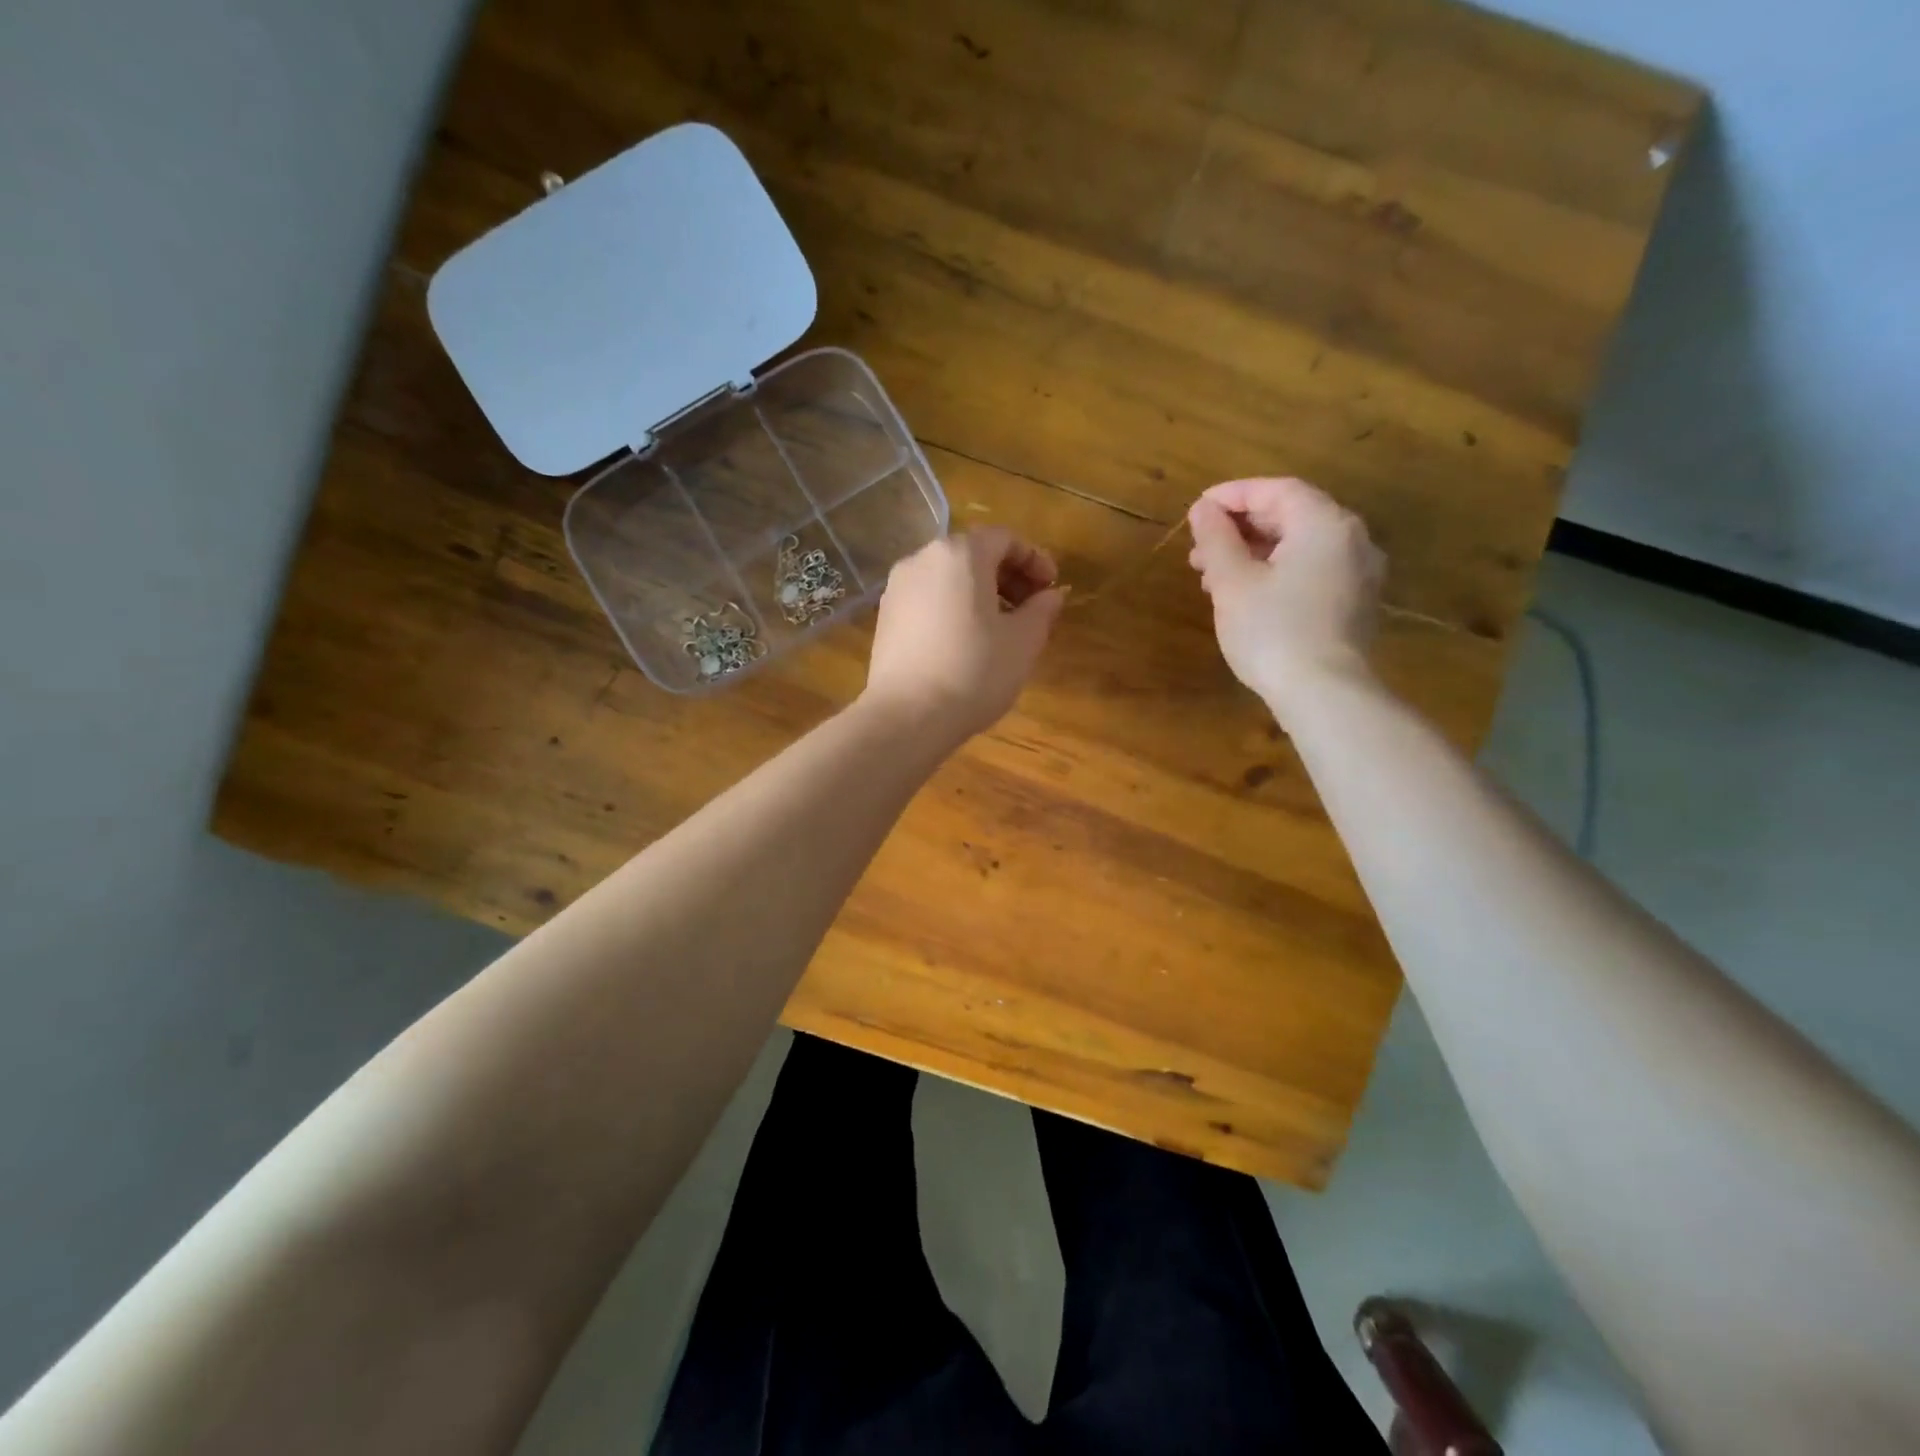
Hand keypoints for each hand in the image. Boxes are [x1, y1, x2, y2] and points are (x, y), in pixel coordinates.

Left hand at [864, 527, 1066, 742]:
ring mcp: (898, 588)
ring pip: (948, 577)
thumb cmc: (974, 671)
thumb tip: (1050, 596)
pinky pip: (928, 599)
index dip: (1035, 560)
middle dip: (1007, 576)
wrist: (907, 716)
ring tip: (1001, 629)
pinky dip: (953, 608)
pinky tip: (966, 642)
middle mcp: (923, 559)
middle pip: (973, 554)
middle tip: (1031, 609)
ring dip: (980, 594)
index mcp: (960, 554)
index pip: (1005, 539)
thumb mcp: (1023, 642)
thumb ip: (1042, 610)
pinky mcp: (885, 617)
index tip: (1052, 589)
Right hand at [1186, 477, 1384, 720]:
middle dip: (1240, 528)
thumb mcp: (1233, 581)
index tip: (1198, 509)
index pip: (1277, 491)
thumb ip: (1217, 539)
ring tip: (1212, 577)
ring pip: (1299, 547)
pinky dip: (1277, 573)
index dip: (1233, 495)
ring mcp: (1359, 574)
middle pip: (1291, 517)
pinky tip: (1246, 596)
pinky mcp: (1355, 605)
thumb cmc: (1273, 630)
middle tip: (1199, 548)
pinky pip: (1312, 572)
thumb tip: (1203, 509)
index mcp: (1324, 524)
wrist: (1324, 693)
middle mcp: (1351, 540)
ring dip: (1254, 554)